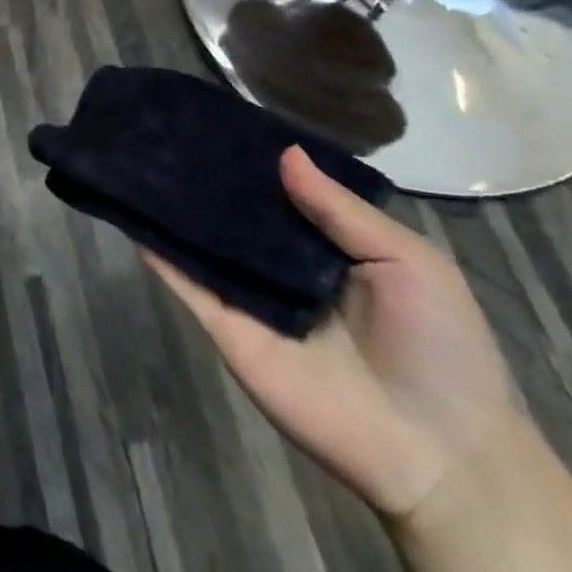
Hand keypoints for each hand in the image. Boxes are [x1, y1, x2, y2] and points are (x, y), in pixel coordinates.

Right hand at [146, 146, 518, 523]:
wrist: (438, 453)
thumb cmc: (440, 347)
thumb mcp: (408, 261)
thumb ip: (341, 210)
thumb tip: (284, 153)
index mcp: (329, 247)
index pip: (281, 193)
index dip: (254, 160)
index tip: (218, 118)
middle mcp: (283, 267)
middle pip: (235, 214)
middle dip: (205, 178)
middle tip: (164, 130)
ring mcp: (251, 298)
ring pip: (204, 243)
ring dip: (174, 208)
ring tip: (136, 159)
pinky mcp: (228, 328)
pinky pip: (188, 285)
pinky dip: (159, 253)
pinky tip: (131, 214)